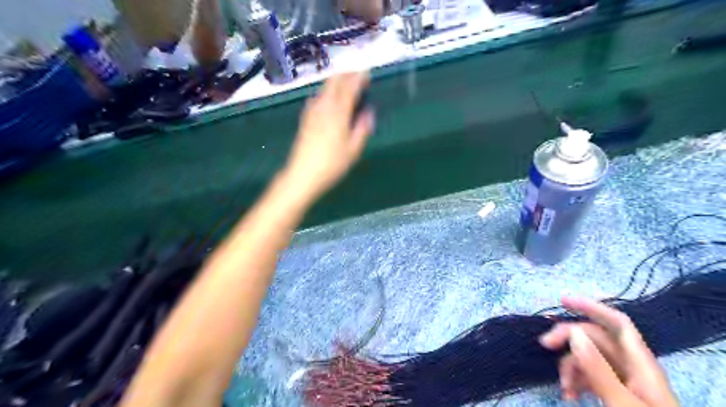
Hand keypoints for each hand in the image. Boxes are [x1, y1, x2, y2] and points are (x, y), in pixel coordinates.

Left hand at [282, 71, 377, 202]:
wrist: (303, 174)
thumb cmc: (332, 164)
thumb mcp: (354, 150)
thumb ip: (362, 128)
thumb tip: (368, 112)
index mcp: (338, 113)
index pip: (349, 88)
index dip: (359, 78)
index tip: (367, 72)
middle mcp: (324, 107)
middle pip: (334, 82)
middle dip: (346, 75)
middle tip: (357, 76)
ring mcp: (312, 111)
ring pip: (324, 88)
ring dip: (336, 82)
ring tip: (346, 85)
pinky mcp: (305, 118)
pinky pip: (317, 97)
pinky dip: (327, 92)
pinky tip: (330, 100)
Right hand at [538, 295, 681, 406]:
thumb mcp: (621, 403)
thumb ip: (599, 370)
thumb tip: (574, 334)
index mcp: (642, 365)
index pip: (617, 323)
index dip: (592, 307)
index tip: (562, 301)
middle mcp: (632, 367)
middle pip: (596, 338)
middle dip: (569, 338)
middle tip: (544, 344)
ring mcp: (623, 380)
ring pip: (588, 357)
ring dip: (570, 366)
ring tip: (564, 388)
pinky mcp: (614, 392)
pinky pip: (589, 375)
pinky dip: (575, 380)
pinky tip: (569, 394)